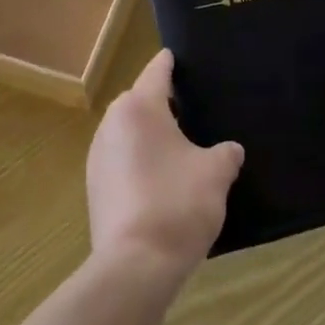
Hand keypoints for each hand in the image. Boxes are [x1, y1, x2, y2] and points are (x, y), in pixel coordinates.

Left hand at [86, 50, 242, 285]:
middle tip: (192, 109)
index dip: (171, 63)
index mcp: (139, 107)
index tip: (181, 57)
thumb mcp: (215, 174)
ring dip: (149, 134)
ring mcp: (98, 156)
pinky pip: (120, 159)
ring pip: (128, 131)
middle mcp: (112, 123)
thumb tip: (230, 151)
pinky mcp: (94, 187)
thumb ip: (225, 154)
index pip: (157, 71)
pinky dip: (138, 160)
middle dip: (163, 103)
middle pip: (139, 100)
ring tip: (179, 147)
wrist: (134, 267)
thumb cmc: (177, 204)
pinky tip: (160, 179)